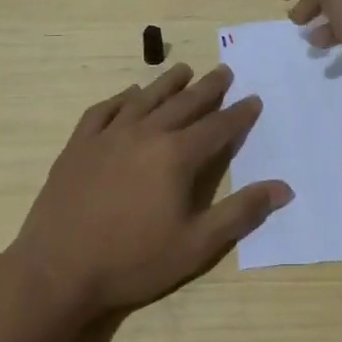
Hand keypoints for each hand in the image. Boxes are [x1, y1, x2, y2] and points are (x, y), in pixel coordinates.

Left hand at [8, 64, 291, 319]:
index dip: (239, 114)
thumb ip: (241, 213)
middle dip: (209, 88)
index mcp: (177, 155)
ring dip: (168, 83)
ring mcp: (108, 135)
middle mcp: (146, 134)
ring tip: (184, 71)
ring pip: (146, 99)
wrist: (56, 271)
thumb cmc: (132, 261)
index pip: (218, 127)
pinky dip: (122, 98)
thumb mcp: (196, 245)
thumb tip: (284, 188)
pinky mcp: (79, 145)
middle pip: (184, 103)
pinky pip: (104, 110)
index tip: (253, 99)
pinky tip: (129, 95)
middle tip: (224, 71)